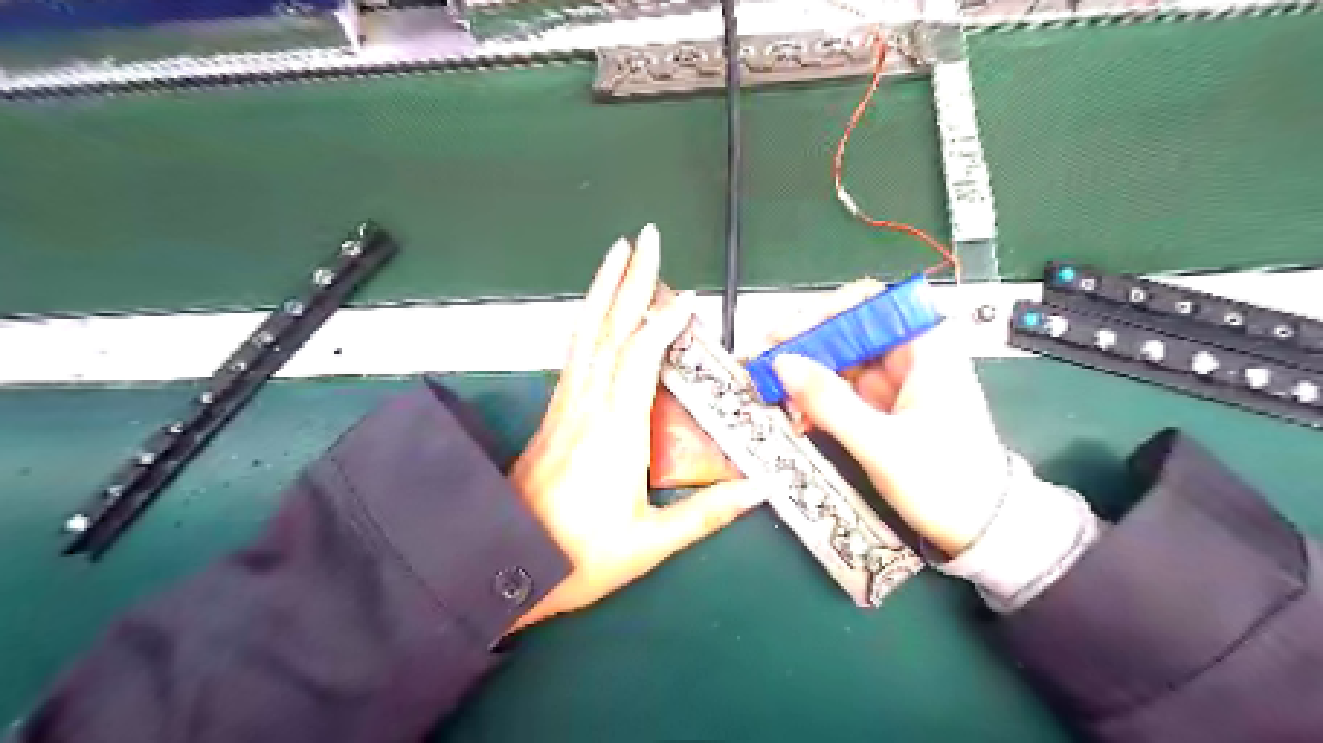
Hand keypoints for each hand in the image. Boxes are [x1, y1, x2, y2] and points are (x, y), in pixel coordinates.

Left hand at [512, 224, 770, 630]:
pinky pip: (574, 354)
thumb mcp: (649, 543)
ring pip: (585, 334)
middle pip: (609, 329)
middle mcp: (588, 406)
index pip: (641, 358)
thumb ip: (707, 514)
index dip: (665, 324)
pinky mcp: (555, 413)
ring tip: (616, 254)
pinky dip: (588, 322)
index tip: (690, 299)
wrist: (504, 564)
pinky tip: (593, 312)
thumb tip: (760, 490)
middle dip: (629, 280)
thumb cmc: (579, 557)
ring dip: (602, 290)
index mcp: (615, 431)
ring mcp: (566, 405)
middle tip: (645, 239)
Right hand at [771, 279, 1010, 555]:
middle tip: (767, 363)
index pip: (870, 303)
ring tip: (777, 395)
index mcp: (927, 349)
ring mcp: (896, 382)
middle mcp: (910, 357)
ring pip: (840, 362)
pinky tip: (801, 416)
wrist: (981, 529)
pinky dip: (818, 400)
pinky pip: (842, 390)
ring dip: (806, 377)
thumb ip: (830, 403)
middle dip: (805, 347)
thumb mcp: (882, 444)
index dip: (825, 311)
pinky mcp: (884, 406)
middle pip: (848, 331)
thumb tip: (783, 364)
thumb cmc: (948, 483)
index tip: (788, 333)